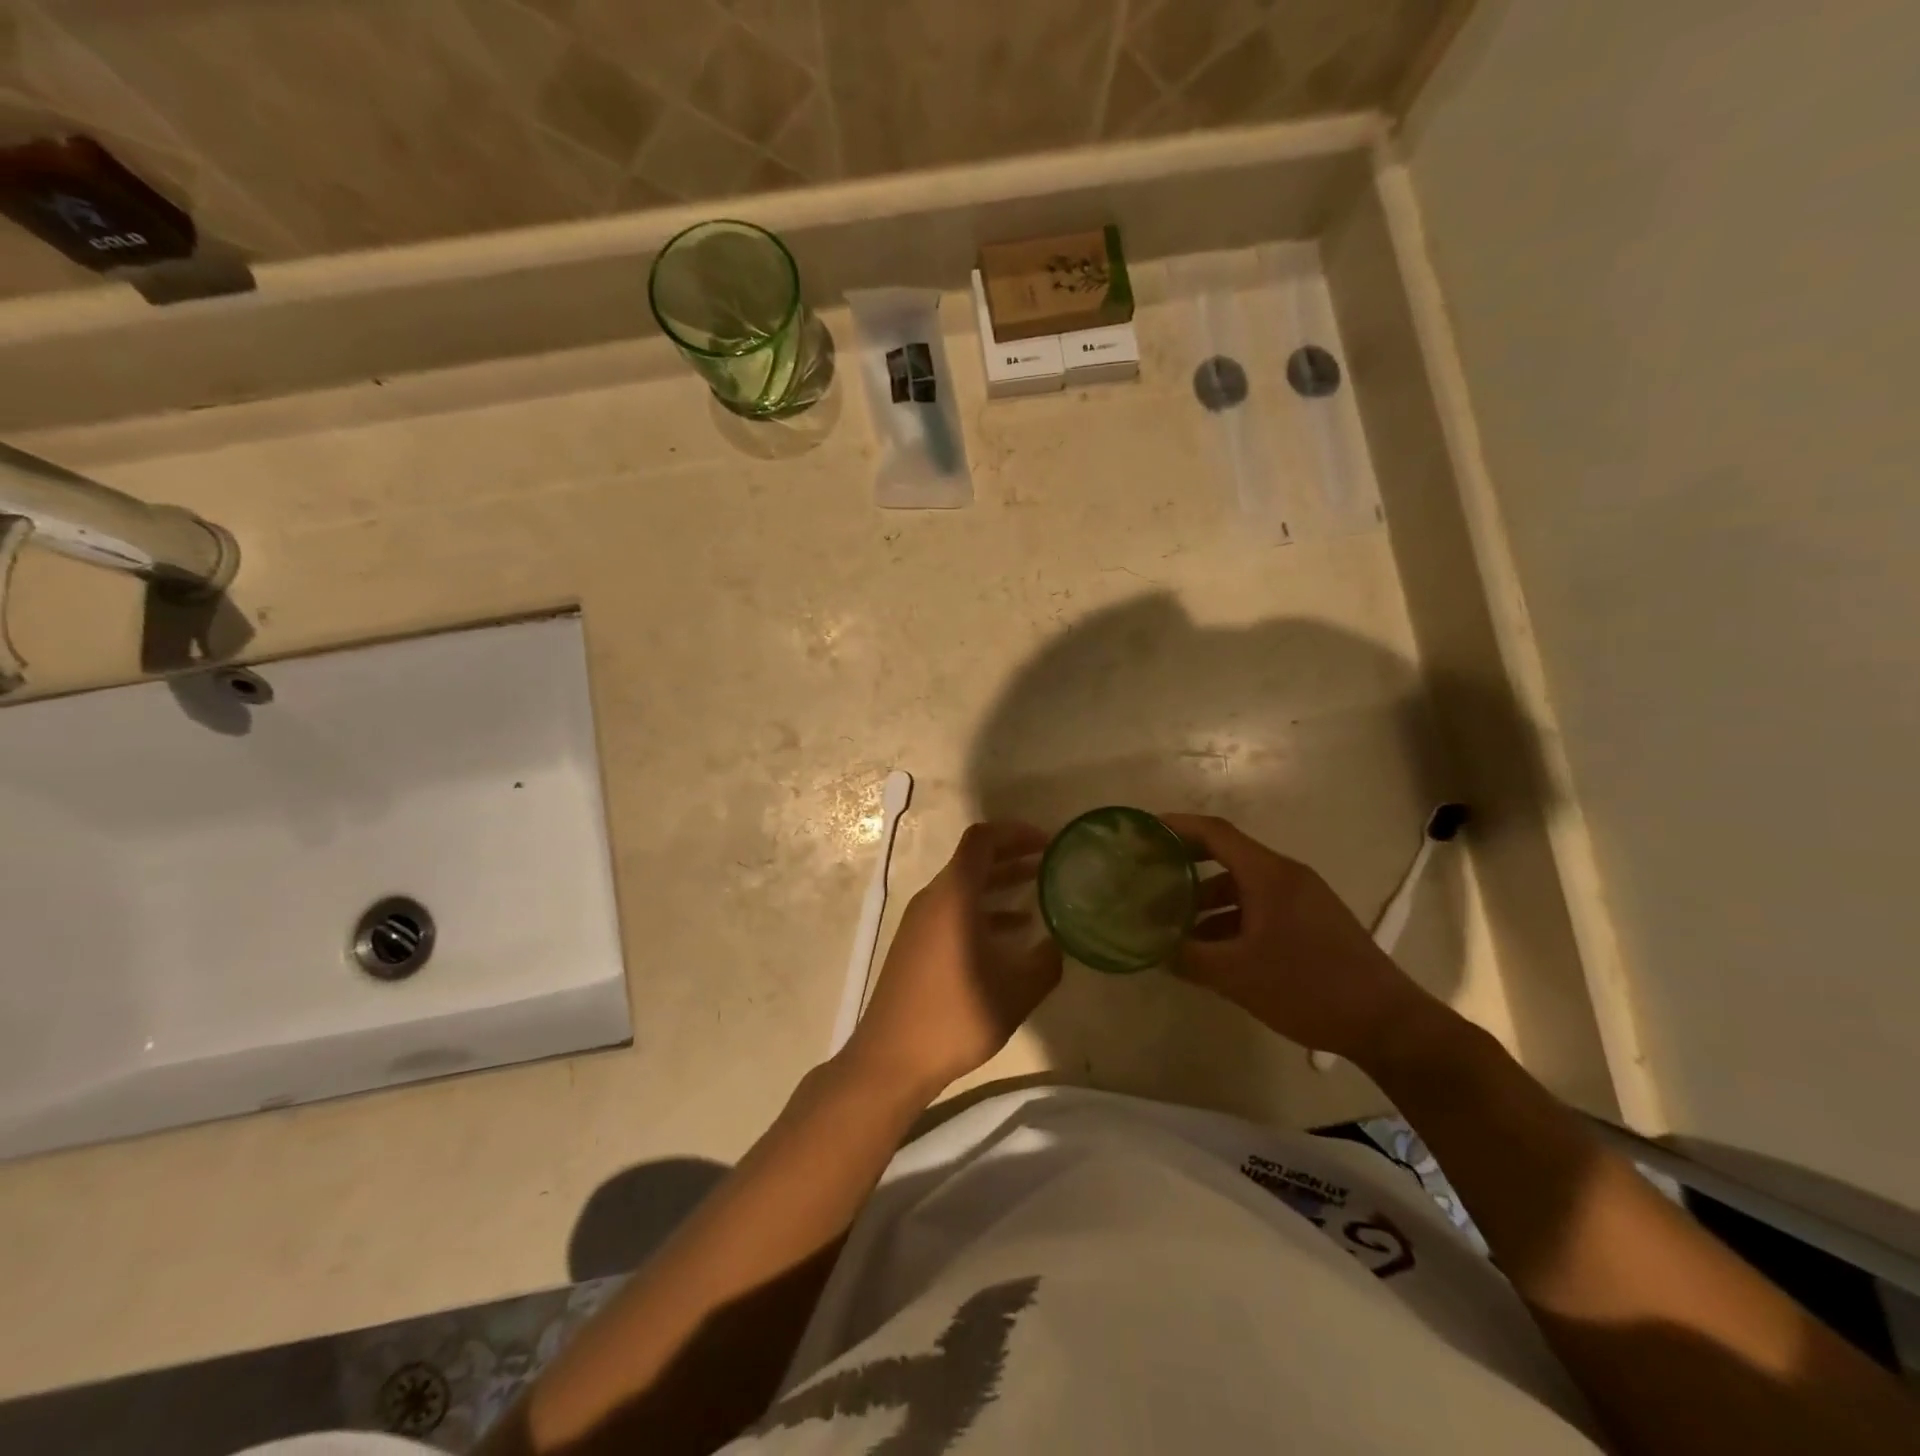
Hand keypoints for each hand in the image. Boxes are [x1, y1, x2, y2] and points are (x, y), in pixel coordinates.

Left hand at [840, 822, 1062, 1099]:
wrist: (890, 1058)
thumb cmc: (954, 1018)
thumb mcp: (1015, 993)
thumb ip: (1046, 962)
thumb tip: (1059, 942)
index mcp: (953, 896)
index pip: (982, 840)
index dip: (1016, 832)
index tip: (1047, 842)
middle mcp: (934, 898)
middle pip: (974, 860)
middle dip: (1013, 855)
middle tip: (1050, 861)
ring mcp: (920, 921)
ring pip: (965, 886)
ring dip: (1000, 884)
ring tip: (1040, 891)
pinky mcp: (916, 943)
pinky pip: (954, 910)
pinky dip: (984, 910)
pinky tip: (1013, 932)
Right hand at [1162, 814, 1439, 1065]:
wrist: (1387, 1023)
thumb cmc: (1307, 987)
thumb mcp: (1237, 976)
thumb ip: (1190, 958)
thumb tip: (1156, 949)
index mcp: (1269, 875)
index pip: (1215, 833)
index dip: (1178, 827)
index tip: (1145, 830)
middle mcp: (1286, 876)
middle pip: (1228, 855)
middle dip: (1187, 864)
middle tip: (1151, 875)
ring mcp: (1304, 898)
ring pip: (1244, 885)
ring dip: (1208, 899)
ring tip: (1176, 923)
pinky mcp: (1313, 920)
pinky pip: (1262, 904)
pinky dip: (1232, 916)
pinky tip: (1214, 947)